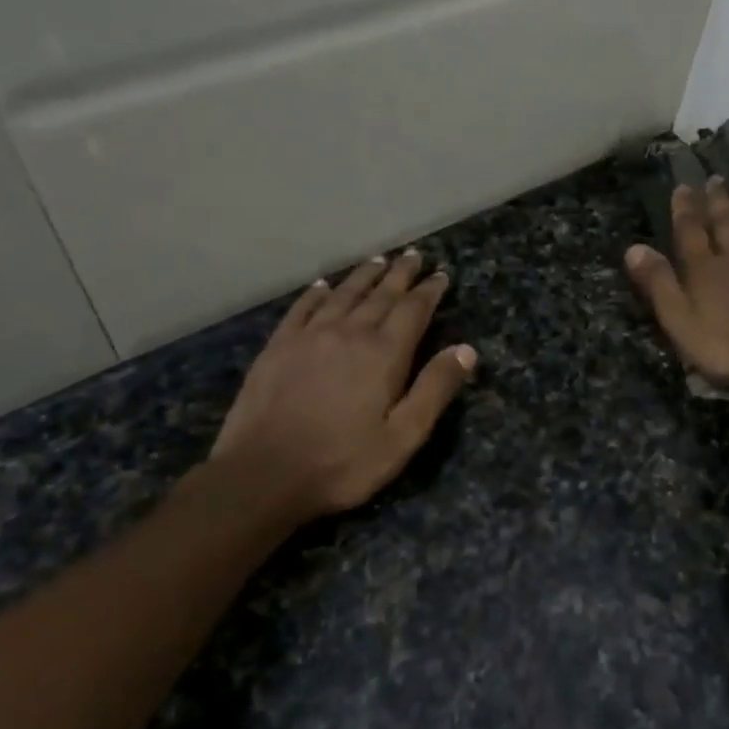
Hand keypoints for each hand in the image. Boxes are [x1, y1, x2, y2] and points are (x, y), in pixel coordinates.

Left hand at [205, 250, 476, 520]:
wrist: (263, 473)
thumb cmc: (342, 462)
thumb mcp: (402, 437)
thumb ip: (434, 390)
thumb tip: (466, 349)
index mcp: (383, 354)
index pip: (413, 310)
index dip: (429, 291)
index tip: (441, 275)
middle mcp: (348, 333)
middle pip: (380, 295)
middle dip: (400, 274)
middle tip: (414, 255)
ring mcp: (309, 336)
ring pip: (343, 294)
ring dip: (364, 275)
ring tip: (378, 260)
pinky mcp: (278, 346)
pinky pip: (302, 308)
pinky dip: (317, 293)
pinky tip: (323, 286)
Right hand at [625, 178, 728, 394]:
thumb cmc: (728, 347)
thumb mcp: (679, 321)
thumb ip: (659, 284)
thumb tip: (634, 248)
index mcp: (706, 270)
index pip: (691, 232)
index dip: (685, 210)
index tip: (683, 187)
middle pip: (727, 225)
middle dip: (718, 202)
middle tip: (716, 180)